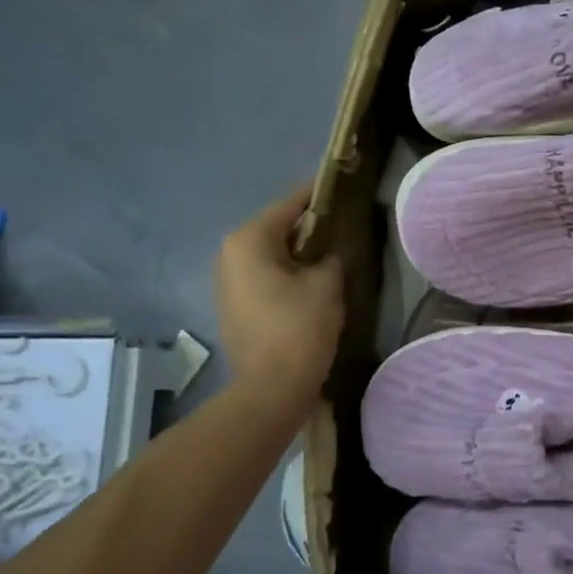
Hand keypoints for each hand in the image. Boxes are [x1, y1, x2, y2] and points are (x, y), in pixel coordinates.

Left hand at [215, 186, 344, 400]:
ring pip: (271, 252)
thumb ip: (331, 255)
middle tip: (344, 221)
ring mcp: (228, 280)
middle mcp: (230, 253)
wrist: (270, 388)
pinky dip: (288, 270)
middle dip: (310, 224)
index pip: (290, 204)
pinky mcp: (234, 304)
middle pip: (278, 227)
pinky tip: (313, 277)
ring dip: (299, 250)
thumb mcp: (327, 283)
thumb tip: (331, 250)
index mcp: (249, 240)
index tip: (344, 185)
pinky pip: (265, 274)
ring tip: (333, 248)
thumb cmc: (299, 327)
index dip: (319, 194)